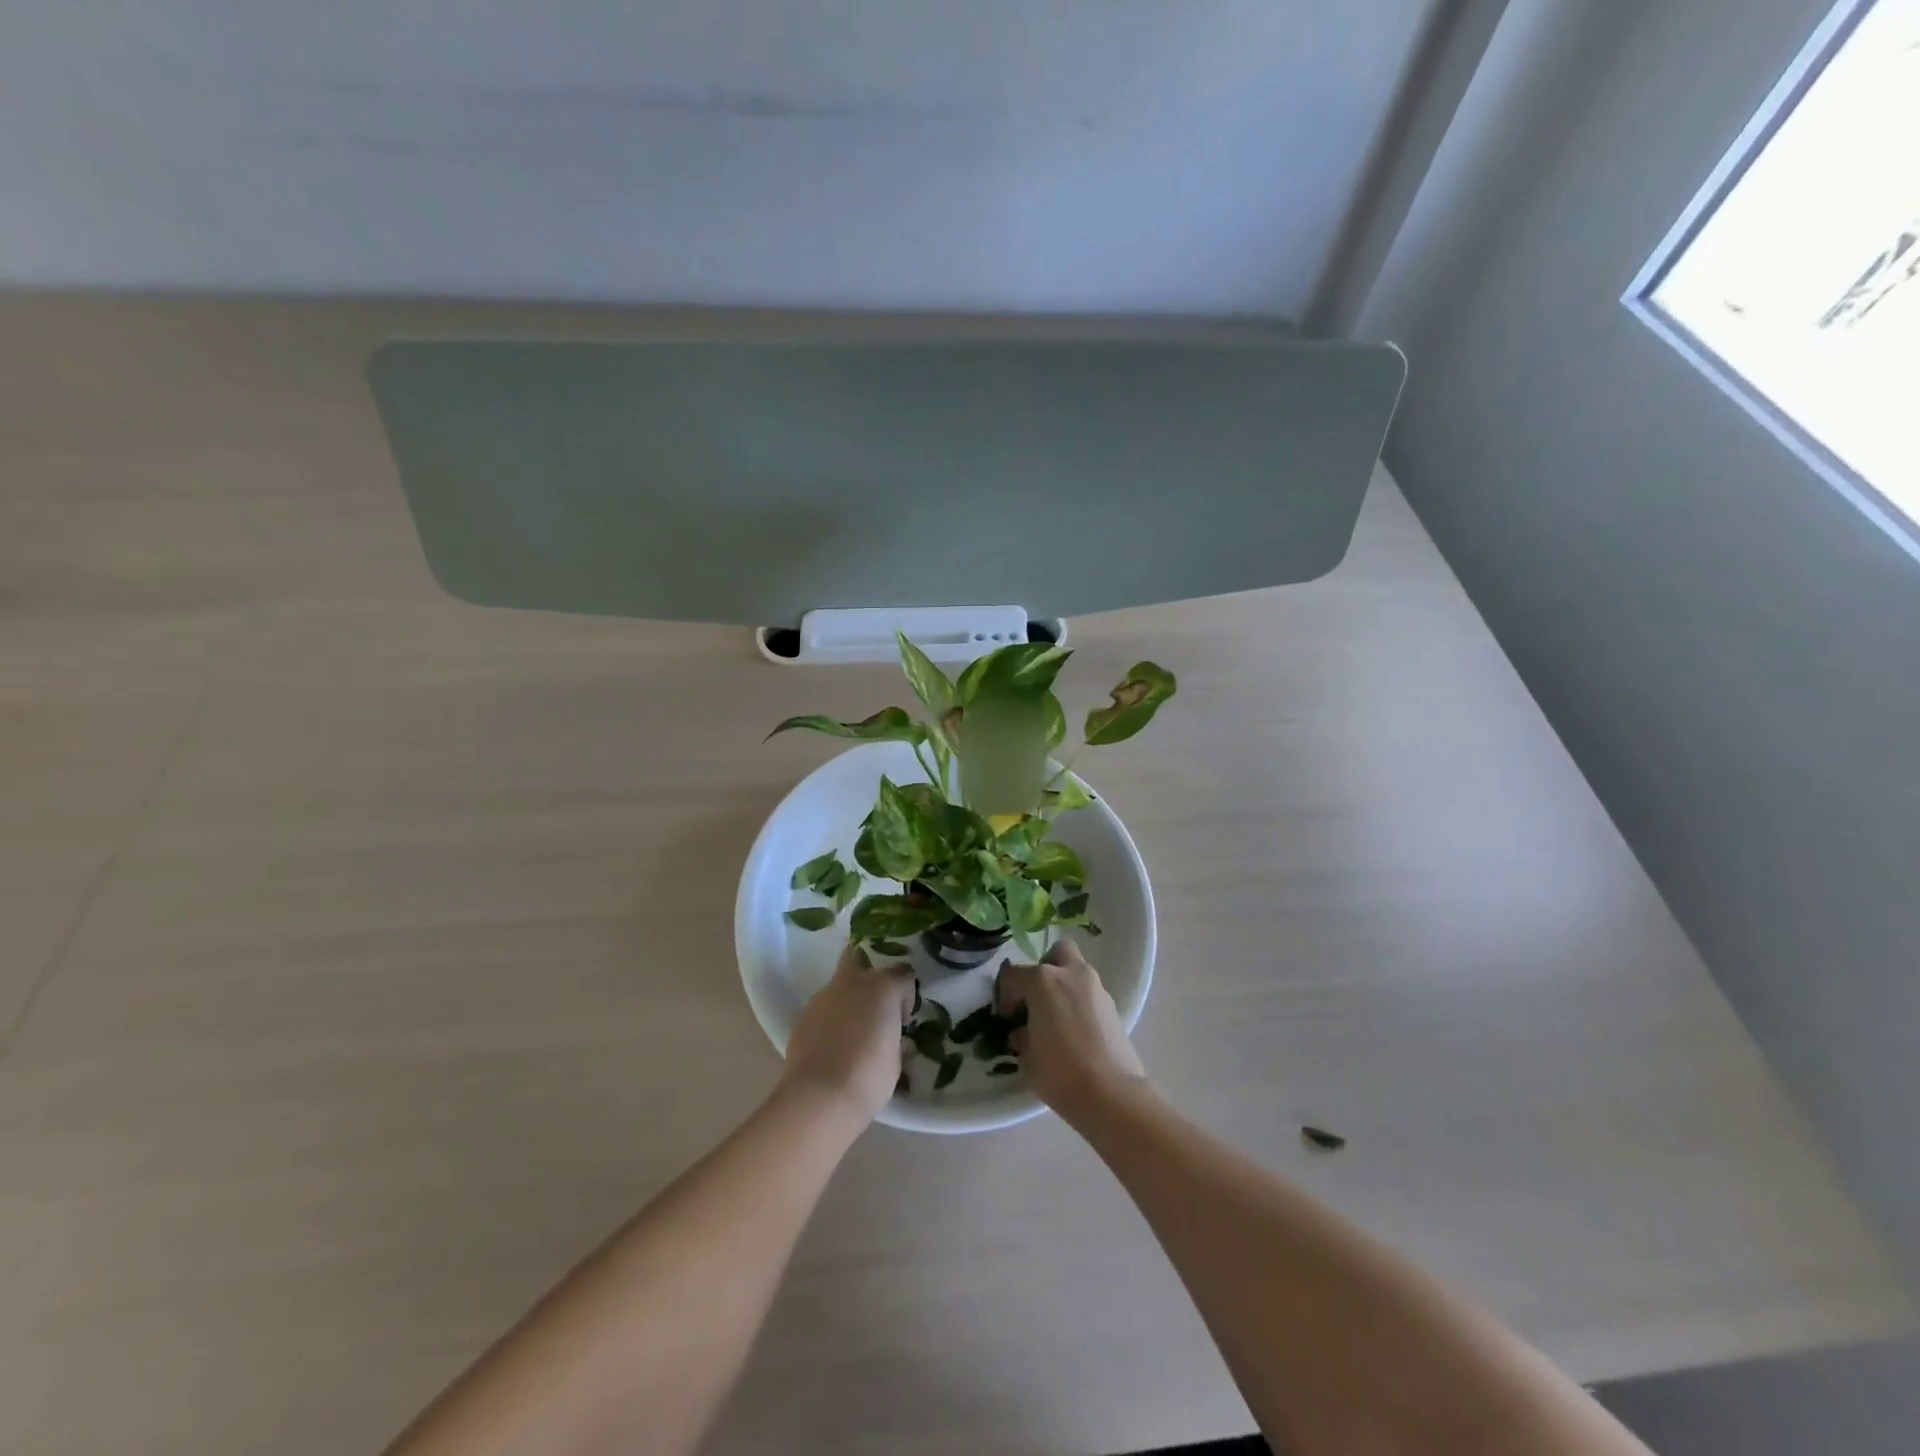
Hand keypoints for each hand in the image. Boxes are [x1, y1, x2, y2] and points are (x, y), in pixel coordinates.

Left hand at [780, 942, 913, 1124]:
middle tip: (876, 1000)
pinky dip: (831, 1017)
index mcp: (883, 987)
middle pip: (861, 955)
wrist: (820, 1096)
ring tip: (853, 1029)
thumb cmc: (870, 1077)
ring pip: (840, 983)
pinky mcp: (804, 1014)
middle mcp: (853, 982)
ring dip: (849, 997)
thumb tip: (896, 1037)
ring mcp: (824, 996)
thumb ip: (897, 1038)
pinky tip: (834, 1043)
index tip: (904, 1018)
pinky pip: (824, 1007)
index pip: (903, 973)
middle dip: (869, 969)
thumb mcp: (896, 1059)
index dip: (906, 994)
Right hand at [996, 940, 1148, 1125]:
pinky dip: (1080, 1002)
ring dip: (1064, 985)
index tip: (1007, 1018)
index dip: (1005, 995)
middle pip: (1055, 953)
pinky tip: (1074, 1030)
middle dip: (1044, 968)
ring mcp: (1096, 988)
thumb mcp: (1027, 1057)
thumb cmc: (1060, 1073)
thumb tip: (1023, 1031)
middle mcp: (1071, 974)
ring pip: (1077, 970)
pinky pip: (1090, 993)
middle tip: (1036, 998)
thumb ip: (1021, 1035)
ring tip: (1056, 1018)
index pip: (1013, 974)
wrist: (1111, 1094)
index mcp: (1042, 980)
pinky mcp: (1113, 1006)